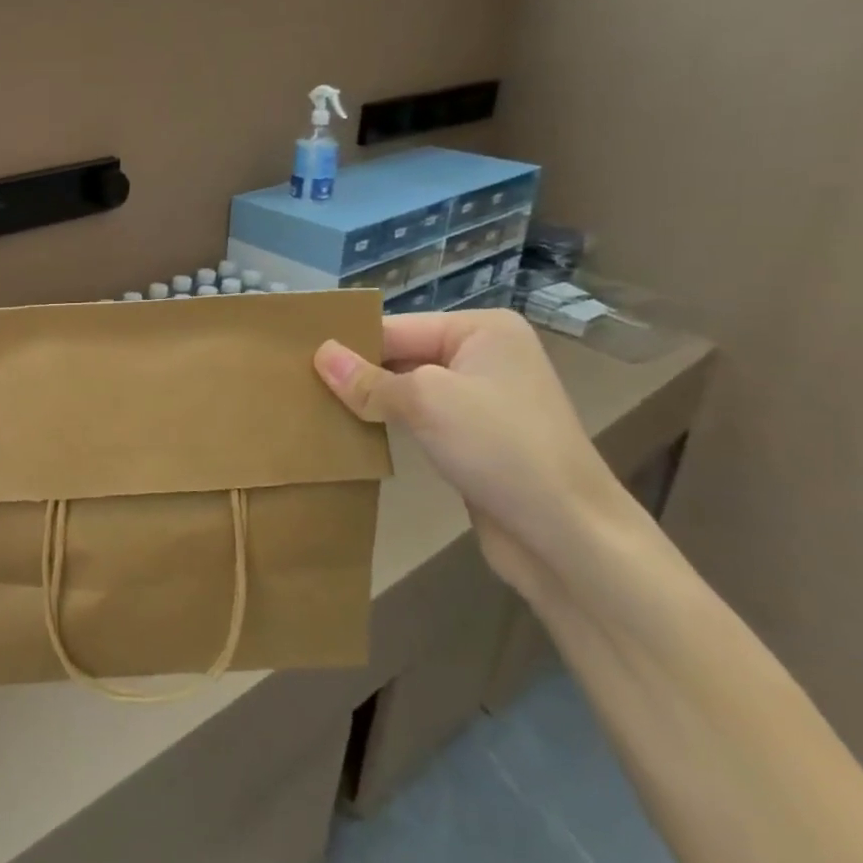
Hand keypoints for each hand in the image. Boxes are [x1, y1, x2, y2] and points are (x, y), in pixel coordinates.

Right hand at [315, 309, 644, 598]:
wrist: (568, 535)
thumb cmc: (500, 448)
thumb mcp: (425, 402)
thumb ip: (367, 379)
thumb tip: (319, 354)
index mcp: (481, 329)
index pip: (395, 327)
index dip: (349, 345)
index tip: (295, 359)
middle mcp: (484, 355)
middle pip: (400, 355)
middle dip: (356, 373)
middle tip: (297, 385)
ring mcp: (482, 399)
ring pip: (407, 389)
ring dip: (370, 401)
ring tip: (314, 407)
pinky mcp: (476, 437)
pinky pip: (420, 419)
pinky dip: (389, 424)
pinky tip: (352, 432)